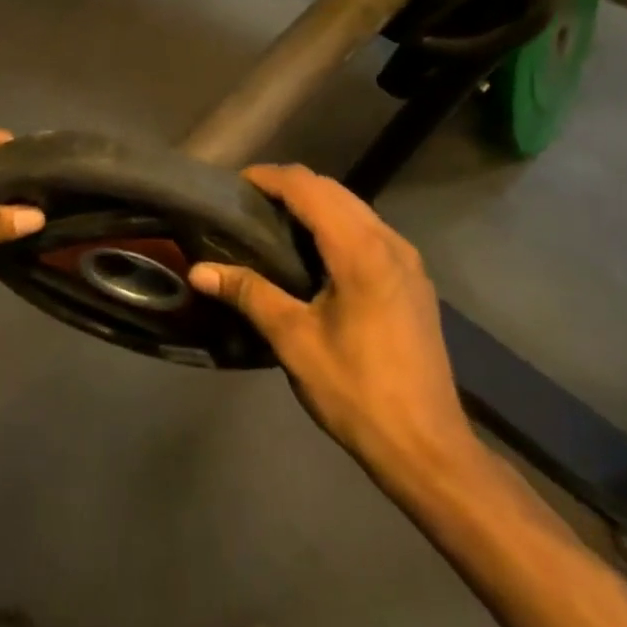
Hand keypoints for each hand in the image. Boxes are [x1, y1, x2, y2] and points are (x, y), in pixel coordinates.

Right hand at [189, 165, 477, 471]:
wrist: (428, 448)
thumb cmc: (356, 391)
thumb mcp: (294, 340)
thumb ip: (248, 294)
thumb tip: (198, 270)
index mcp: (361, 250)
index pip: (308, 188)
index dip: (269, 178)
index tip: (234, 185)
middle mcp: (390, 242)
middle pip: (333, 190)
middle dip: (289, 186)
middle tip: (248, 205)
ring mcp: (408, 260)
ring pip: (354, 208)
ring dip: (314, 204)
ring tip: (274, 223)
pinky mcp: (414, 280)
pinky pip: (369, 230)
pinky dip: (336, 224)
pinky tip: (314, 253)